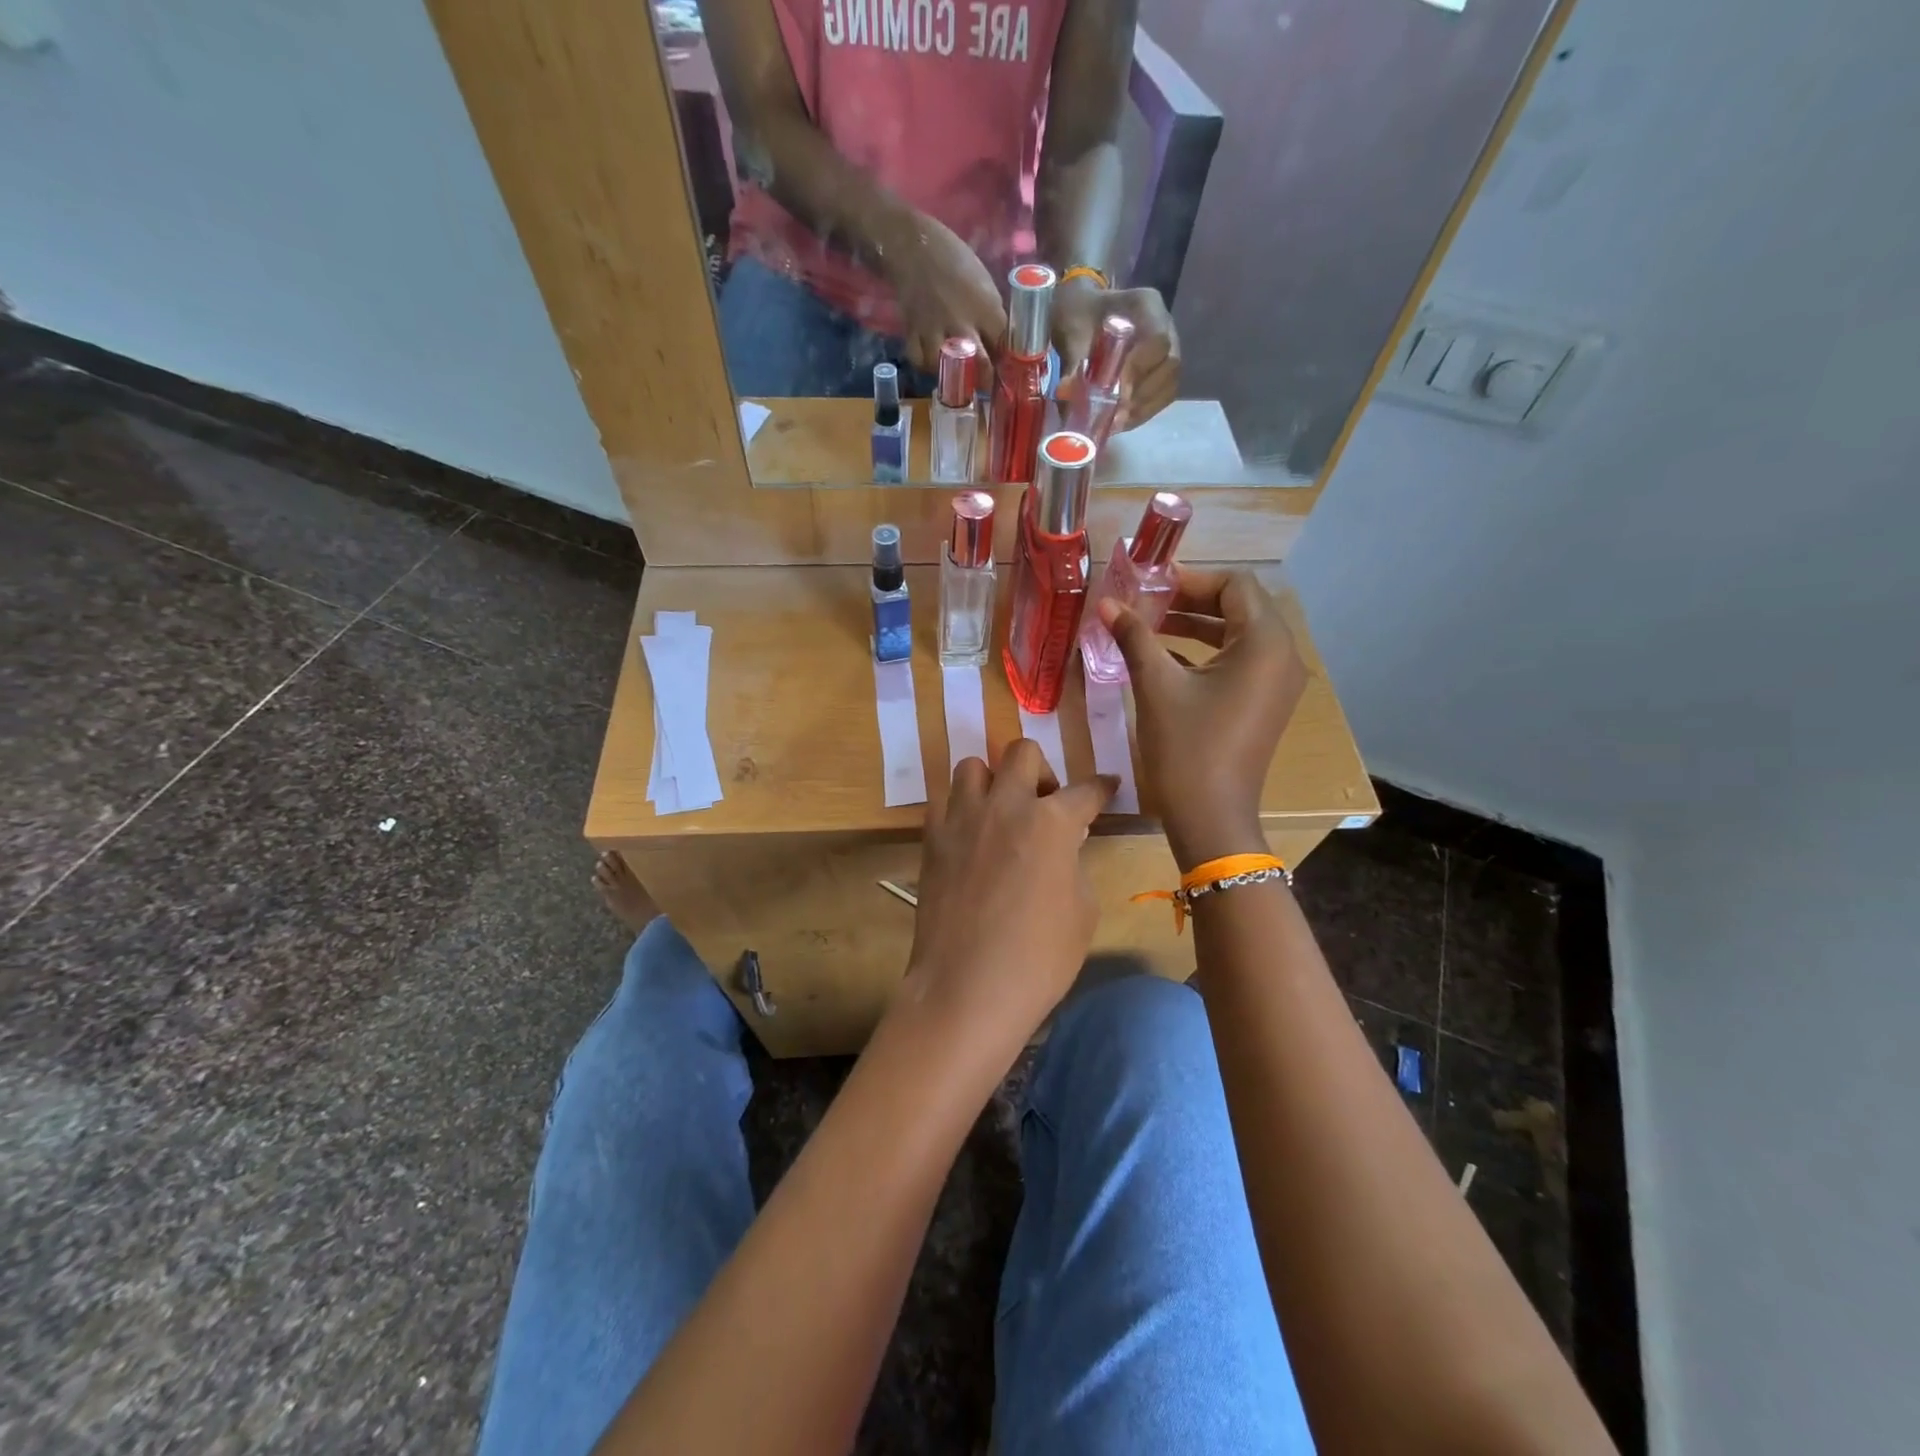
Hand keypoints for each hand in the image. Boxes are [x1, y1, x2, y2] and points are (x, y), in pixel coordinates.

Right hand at [876, 211, 1007, 380]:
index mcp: (986, 308)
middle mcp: (962, 323)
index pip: (1005, 346)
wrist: (913, 245)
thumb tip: (999, 341)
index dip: (1008, 363)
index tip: (1009, 371)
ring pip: (947, 370)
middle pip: (981, 366)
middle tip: (985, 384)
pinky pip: (919, 360)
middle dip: (986, 379)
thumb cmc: (954, 258)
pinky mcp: (913, 331)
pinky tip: (932, 360)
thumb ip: (991, 313)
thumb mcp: (983, 282)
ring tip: (955, 372)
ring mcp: (936, 330)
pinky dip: (925, 364)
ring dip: (952, 374)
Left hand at [897, 742, 1115, 1053]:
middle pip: (1022, 752)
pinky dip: (960, 808)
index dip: (1101, 787)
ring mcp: (962, 818)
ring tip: (1000, 812)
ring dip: (993, 781)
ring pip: (973, 766)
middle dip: (1041, 769)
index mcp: (1051, 821)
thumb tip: (1062, 847)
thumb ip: (1073, 863)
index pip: (1085, 790)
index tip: (1108, 785)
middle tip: (1045, 802)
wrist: (967, 987)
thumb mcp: (1082, 910)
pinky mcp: (931, 839)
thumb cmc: (1039, 958)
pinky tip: (970, 835)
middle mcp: (1005, 805)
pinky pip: (943, 801)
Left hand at [1052, 279, 1180, 429]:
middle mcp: (1166, 326)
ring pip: (1170, 385)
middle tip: (1115, 415)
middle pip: (1170, 366)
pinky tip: (1121, 422)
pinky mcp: (1161, 372)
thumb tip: (1066, 392)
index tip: (1116, 391)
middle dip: (1142, 395)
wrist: (1083, 314)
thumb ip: (1072, 361)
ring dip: (1143, 409)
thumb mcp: (1071, 332)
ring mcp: (1168, 350)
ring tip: (1116, 422)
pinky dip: (1142, 413)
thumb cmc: (1079, 315)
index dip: (1140, 368)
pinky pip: (1162, 397)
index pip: (1158, 339)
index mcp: (1146, 305)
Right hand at [1100, 568, 1307, 870]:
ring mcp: (1277, 682)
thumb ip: (1134, 637)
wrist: (1211, 816)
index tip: (1150, 585)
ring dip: (1196, 626)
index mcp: (1265, 643)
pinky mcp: (1266, 703)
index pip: (1235, 585)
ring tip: (1150, 628)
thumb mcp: (1156, 685)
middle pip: (1239, 607)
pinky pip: (1240, 661)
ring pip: (1238, 635)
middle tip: (1146, 603)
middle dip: (1191, 601)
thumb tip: (1107, 603)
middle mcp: (1282, 655)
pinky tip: (1166, 658)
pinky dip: (1206, 653)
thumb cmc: (1186, 747)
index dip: (1191, 579)